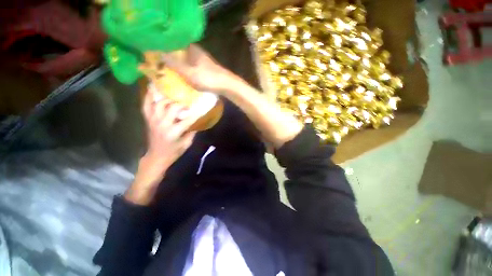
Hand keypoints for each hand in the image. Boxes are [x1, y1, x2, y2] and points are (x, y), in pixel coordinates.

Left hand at [125, 91, 198, 204]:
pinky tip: (152, 89)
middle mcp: (162, 124)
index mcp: (174, 132)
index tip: (201, 107)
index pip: (187, 119)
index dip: (195, 113)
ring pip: (159, 104)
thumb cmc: (174, 152)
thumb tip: (196, 121)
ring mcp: (153, 121)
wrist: (157, 156)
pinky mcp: (148, 120)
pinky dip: (148, 97)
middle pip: (172, 107)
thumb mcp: (187, 144)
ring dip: (167, 98)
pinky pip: (146, 106)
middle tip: (187, 102)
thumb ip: (192, 132)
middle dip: (181, 104)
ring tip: (172, 92)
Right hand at [161, 44, 241, 93]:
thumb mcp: (188, 73)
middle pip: (179, 52)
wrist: (227, 85)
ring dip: (178, 65)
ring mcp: (202, 60)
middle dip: (170, 57)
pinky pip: (192, 67)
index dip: (163, 47)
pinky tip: (183, 76)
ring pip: (186, 60)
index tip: (154, 53)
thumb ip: (174, 64)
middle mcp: (197, 52)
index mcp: (191, 48)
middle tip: (160, 64)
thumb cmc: (208, 79)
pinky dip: (186, 70)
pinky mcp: (206, 68)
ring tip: (169, 70)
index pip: (173, 42)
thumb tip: (159, 54)